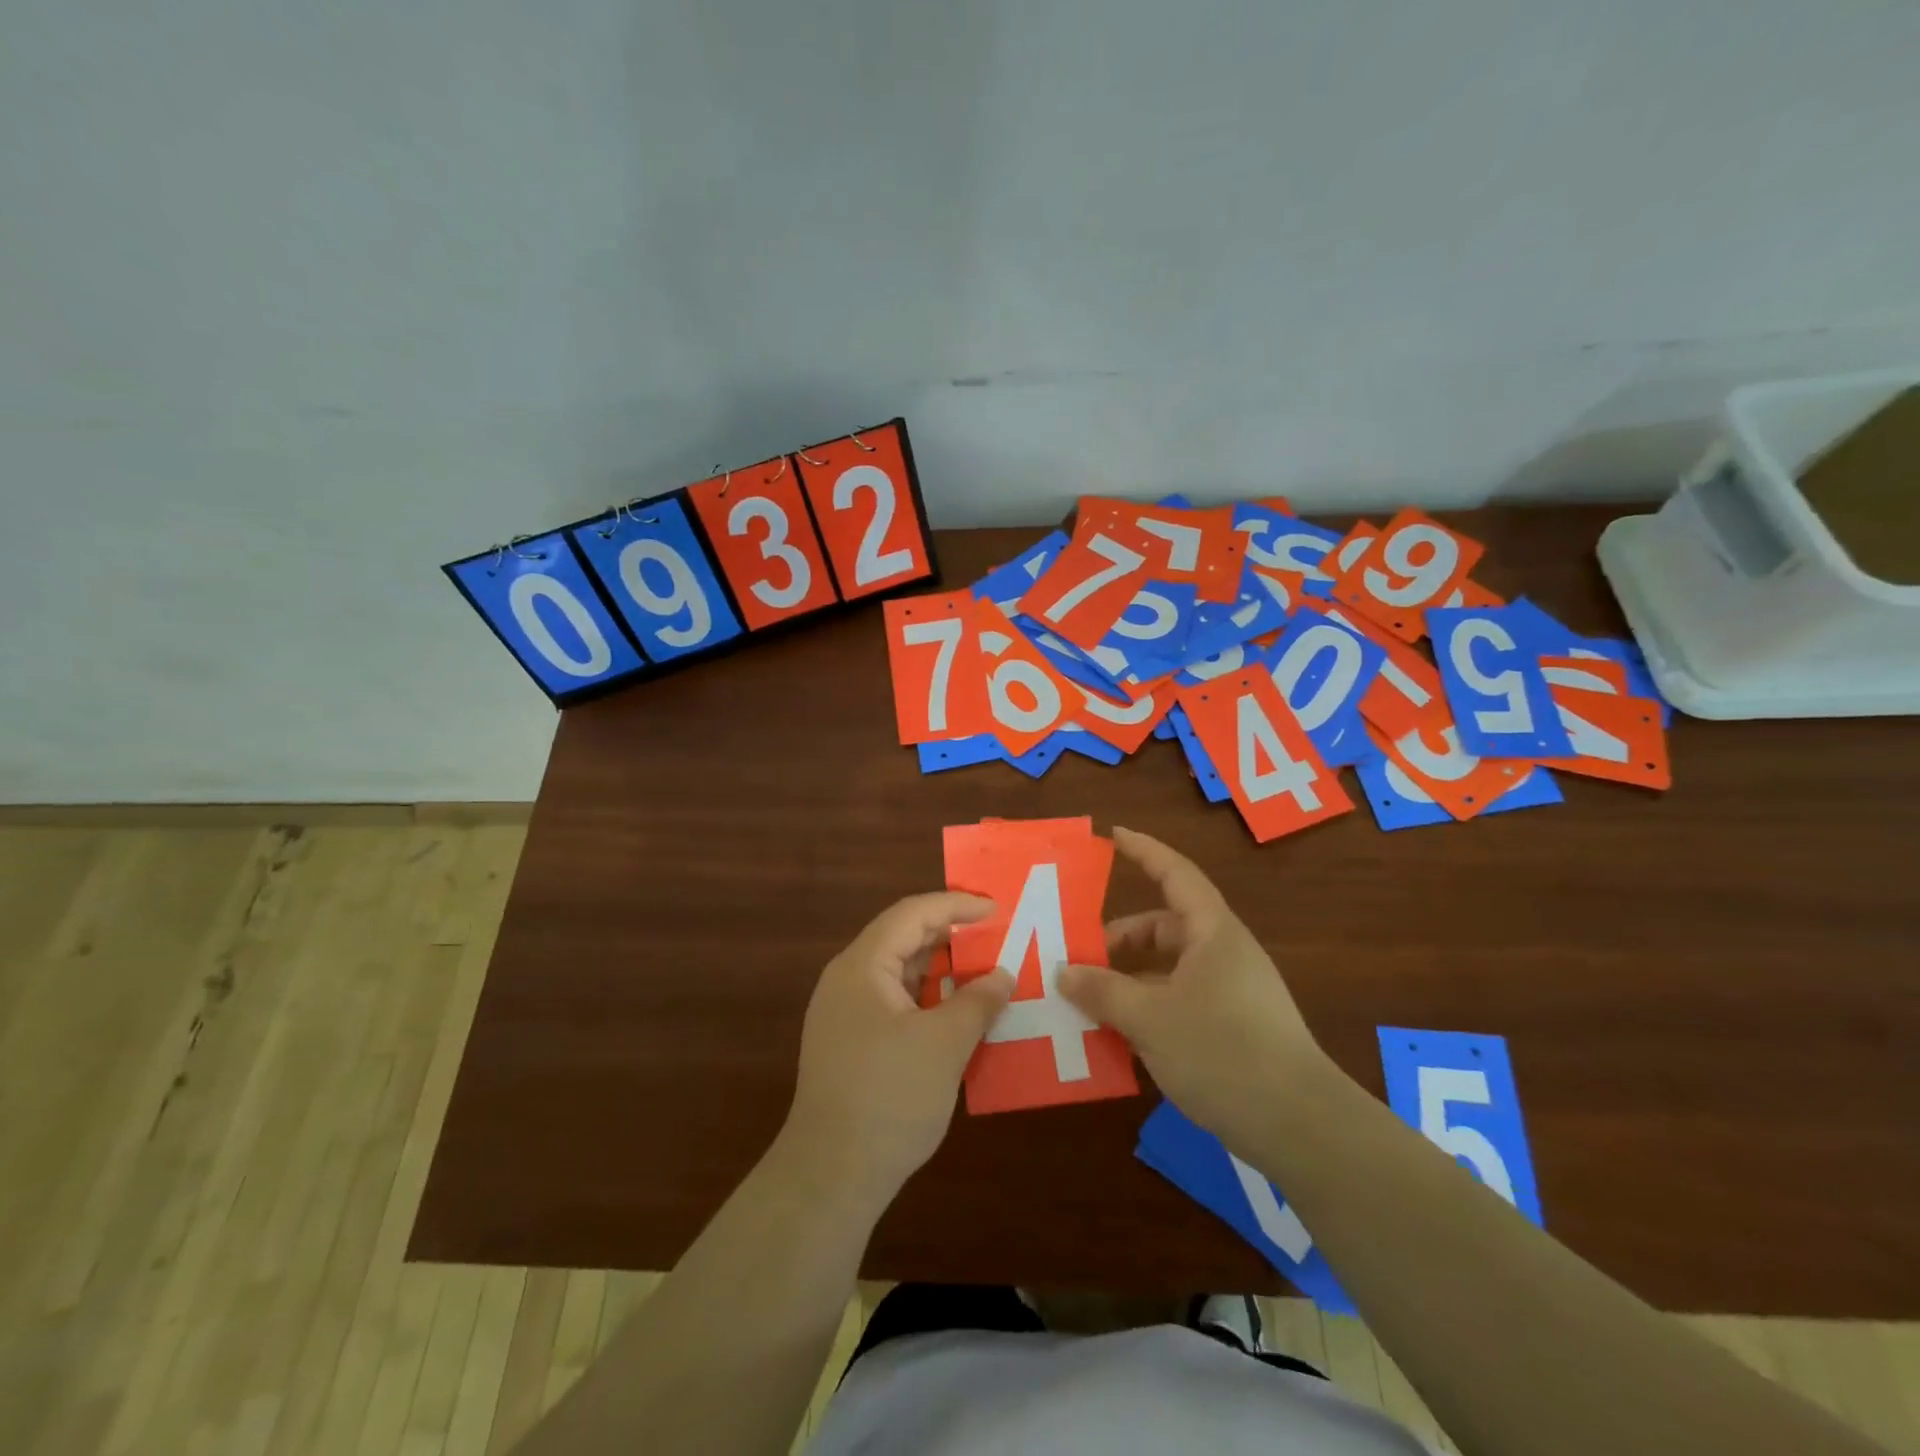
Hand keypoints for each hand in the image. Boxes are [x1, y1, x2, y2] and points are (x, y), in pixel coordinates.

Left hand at [783, 893, 1013, 1211]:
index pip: (912, 914)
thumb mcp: (944, 1045)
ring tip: (986, 972)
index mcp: (862, 967)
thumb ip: (977, 1002)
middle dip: (951, 936)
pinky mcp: (852, 1044)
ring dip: (942, 970)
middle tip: (997, 937)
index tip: (997, 909)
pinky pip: (896, 1003)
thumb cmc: (889, 1098)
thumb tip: (1002, 975)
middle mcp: (848, 981)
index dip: (956, 905)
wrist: (831, 1177)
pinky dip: (929, 999)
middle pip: (903, 939)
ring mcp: (846, 1014)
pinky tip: (959, 1013)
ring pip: (900, 974)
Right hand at [1058, 828, 1327, 1154]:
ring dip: (1130, 980)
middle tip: (1080, 956)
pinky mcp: (1234, 1028)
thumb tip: (1063, 972)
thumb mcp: (1150, 1019)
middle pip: (1165, 927)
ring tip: (1090, 1002)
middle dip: (1121, 938)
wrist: (1300, 1126)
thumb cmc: (1223, 1052)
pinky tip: (1120, 1038)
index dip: (1144, 851)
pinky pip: (1179, 1001)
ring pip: (1169, 970)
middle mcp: (1224, 953)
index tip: (1113, 835)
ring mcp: (1231, 992)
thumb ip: (1102, 991)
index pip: (1175, 873)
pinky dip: (1148, 1009)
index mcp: (1212, 933)